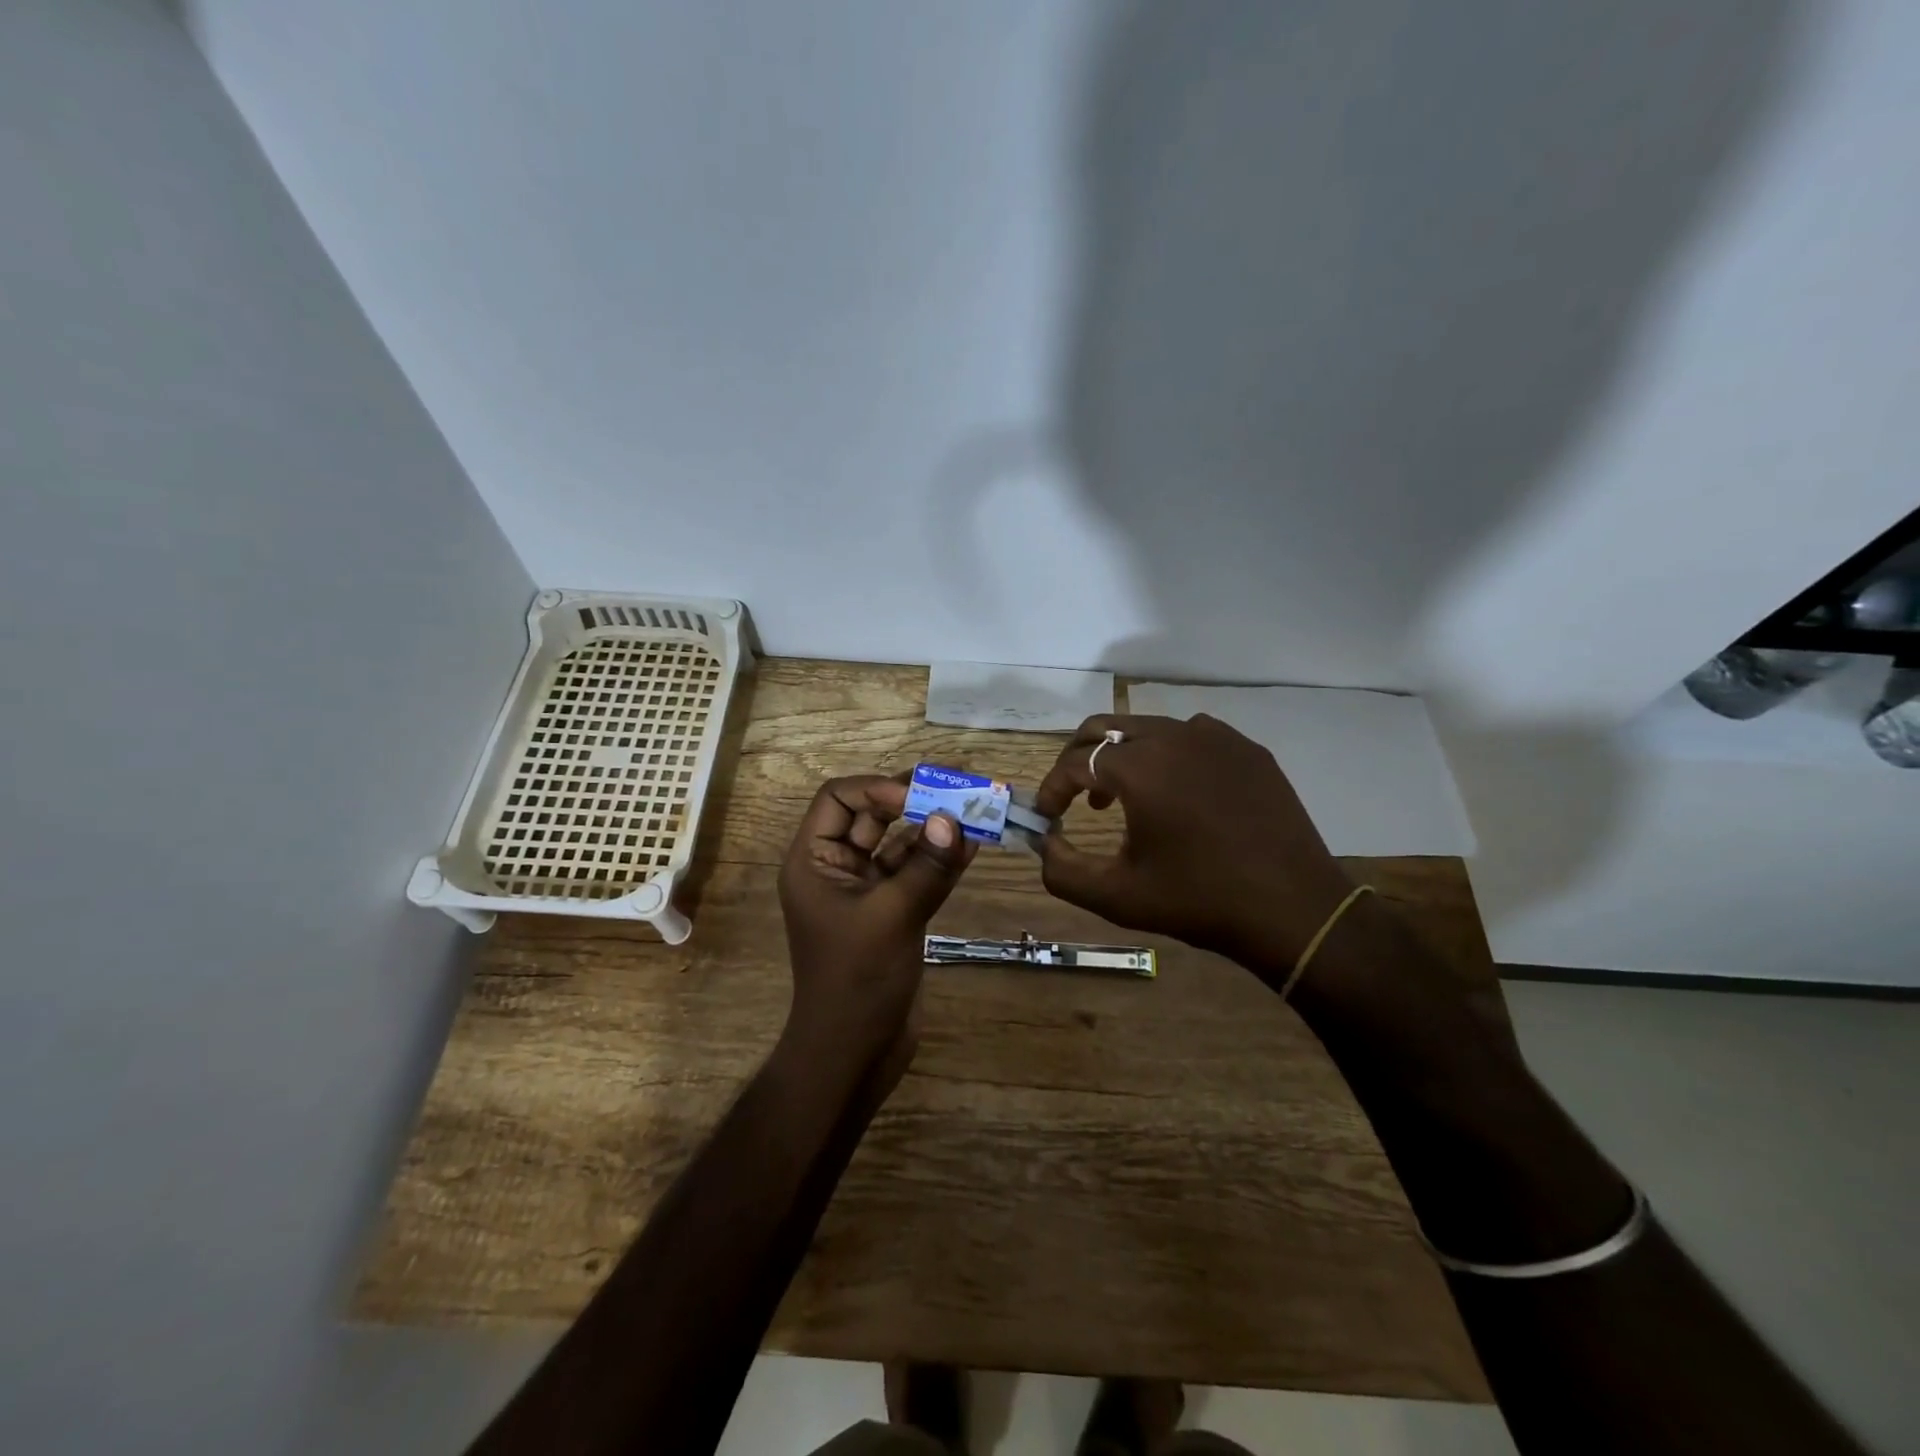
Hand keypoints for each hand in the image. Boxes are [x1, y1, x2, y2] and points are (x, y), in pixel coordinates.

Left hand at [777, 775, 976, 1075]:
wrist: (854, 1054)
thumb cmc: (857, 981)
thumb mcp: (891, 917)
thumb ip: (925, 866)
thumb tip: (954, 819)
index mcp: (814, 860)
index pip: (839, 798)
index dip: (877, 789)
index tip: (920, 798)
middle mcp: (837, 867)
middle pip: (873, 815)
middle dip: (914, 798)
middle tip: (959, 781)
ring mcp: (866, 890)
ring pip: (900, 843)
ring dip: (934, 827)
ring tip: (976, 807)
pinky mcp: (893, 911)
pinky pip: (916, 872)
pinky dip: (941, 858)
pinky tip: (973, 843)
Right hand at [1033, 715, 1354, 971]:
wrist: (1294, 910)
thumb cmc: (1199, 901)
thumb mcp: (1117, 896)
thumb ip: (1062, 869)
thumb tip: (1044, 840)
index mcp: (1139, 767)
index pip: (1074, 762)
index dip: (1052, 788)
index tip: (1047, 816)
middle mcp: (1174, 736)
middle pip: (1104, 728)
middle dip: (1078, 758)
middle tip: (1074, 795)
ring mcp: (1216, 737)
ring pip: (1148, 728)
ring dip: (1122, 756)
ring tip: (1122, 798)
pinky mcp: (1248, 749)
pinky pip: (1192, 736)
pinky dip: (1168, 755)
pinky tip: (1177, 792)